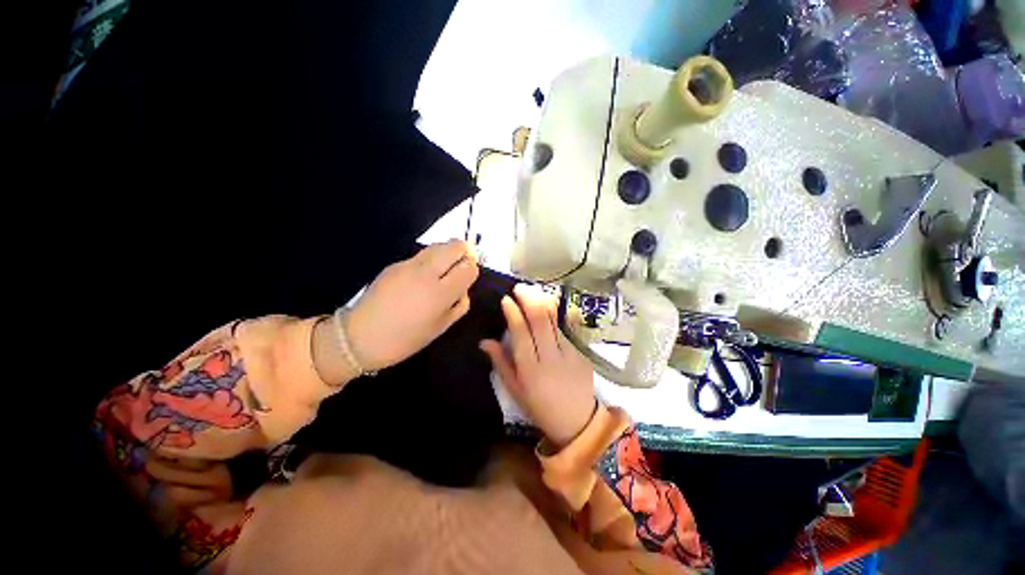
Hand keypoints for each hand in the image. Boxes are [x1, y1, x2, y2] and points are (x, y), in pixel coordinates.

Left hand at [346, 240, 478, 371]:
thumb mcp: (440, 328)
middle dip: (465, 252)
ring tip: (444, 270)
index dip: (473, 269)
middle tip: (462, 266)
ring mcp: (408, 265)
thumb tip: (463, 288)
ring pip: (438, 245)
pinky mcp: (395, 263)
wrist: (359, 337)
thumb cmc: (405, 339)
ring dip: (448, 253)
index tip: (468, 277)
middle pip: (455, 246)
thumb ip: (459, 305)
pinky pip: (422, 255)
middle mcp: (426, 272)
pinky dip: (431, 260)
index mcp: (440, 293)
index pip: (468, 267)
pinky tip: (424, 277)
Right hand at [480, 284, 596, 446]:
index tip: (506, 300)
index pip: (520, 333)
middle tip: (519, 288)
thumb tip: (484, 341)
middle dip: (529, 299)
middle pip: (539, 320)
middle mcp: (549, 357)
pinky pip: (563, 329)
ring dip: (542, 302)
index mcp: (530, 369)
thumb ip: (501, 362)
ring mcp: (568, 353)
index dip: (513, 313)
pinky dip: (553, 317)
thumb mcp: (515, 390)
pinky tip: (546, 309)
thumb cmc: (540, 407)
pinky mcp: (580, 352)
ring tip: (531, 291)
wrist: (577, 421)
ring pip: (554, 321)